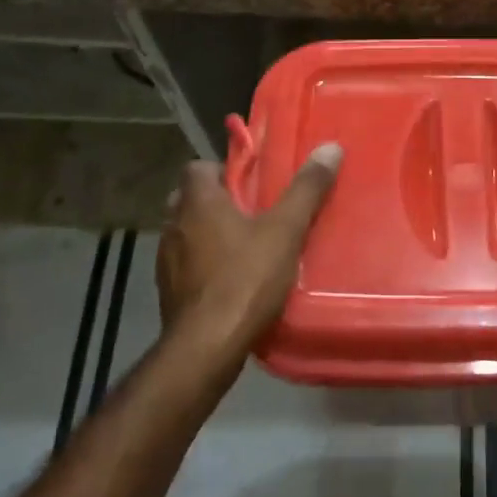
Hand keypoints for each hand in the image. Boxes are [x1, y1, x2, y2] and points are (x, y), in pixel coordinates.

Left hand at [156, 143, 342, 370]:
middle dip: (218, 203)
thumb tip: (330, 147)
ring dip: (210, 235)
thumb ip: (306, 190)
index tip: (251, 182)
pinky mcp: (169, 293)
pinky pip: (187, 266)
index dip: (223, 169)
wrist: (206, 348)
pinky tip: (234, 282)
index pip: (197, 167)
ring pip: (188, 234)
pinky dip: (206, 266)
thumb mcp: (285, 231)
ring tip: (247, 247)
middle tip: (254, 213)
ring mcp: (166, 262)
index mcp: (197, 202)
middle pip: (191, 200)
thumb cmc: (245, 279)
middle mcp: (174, 226)